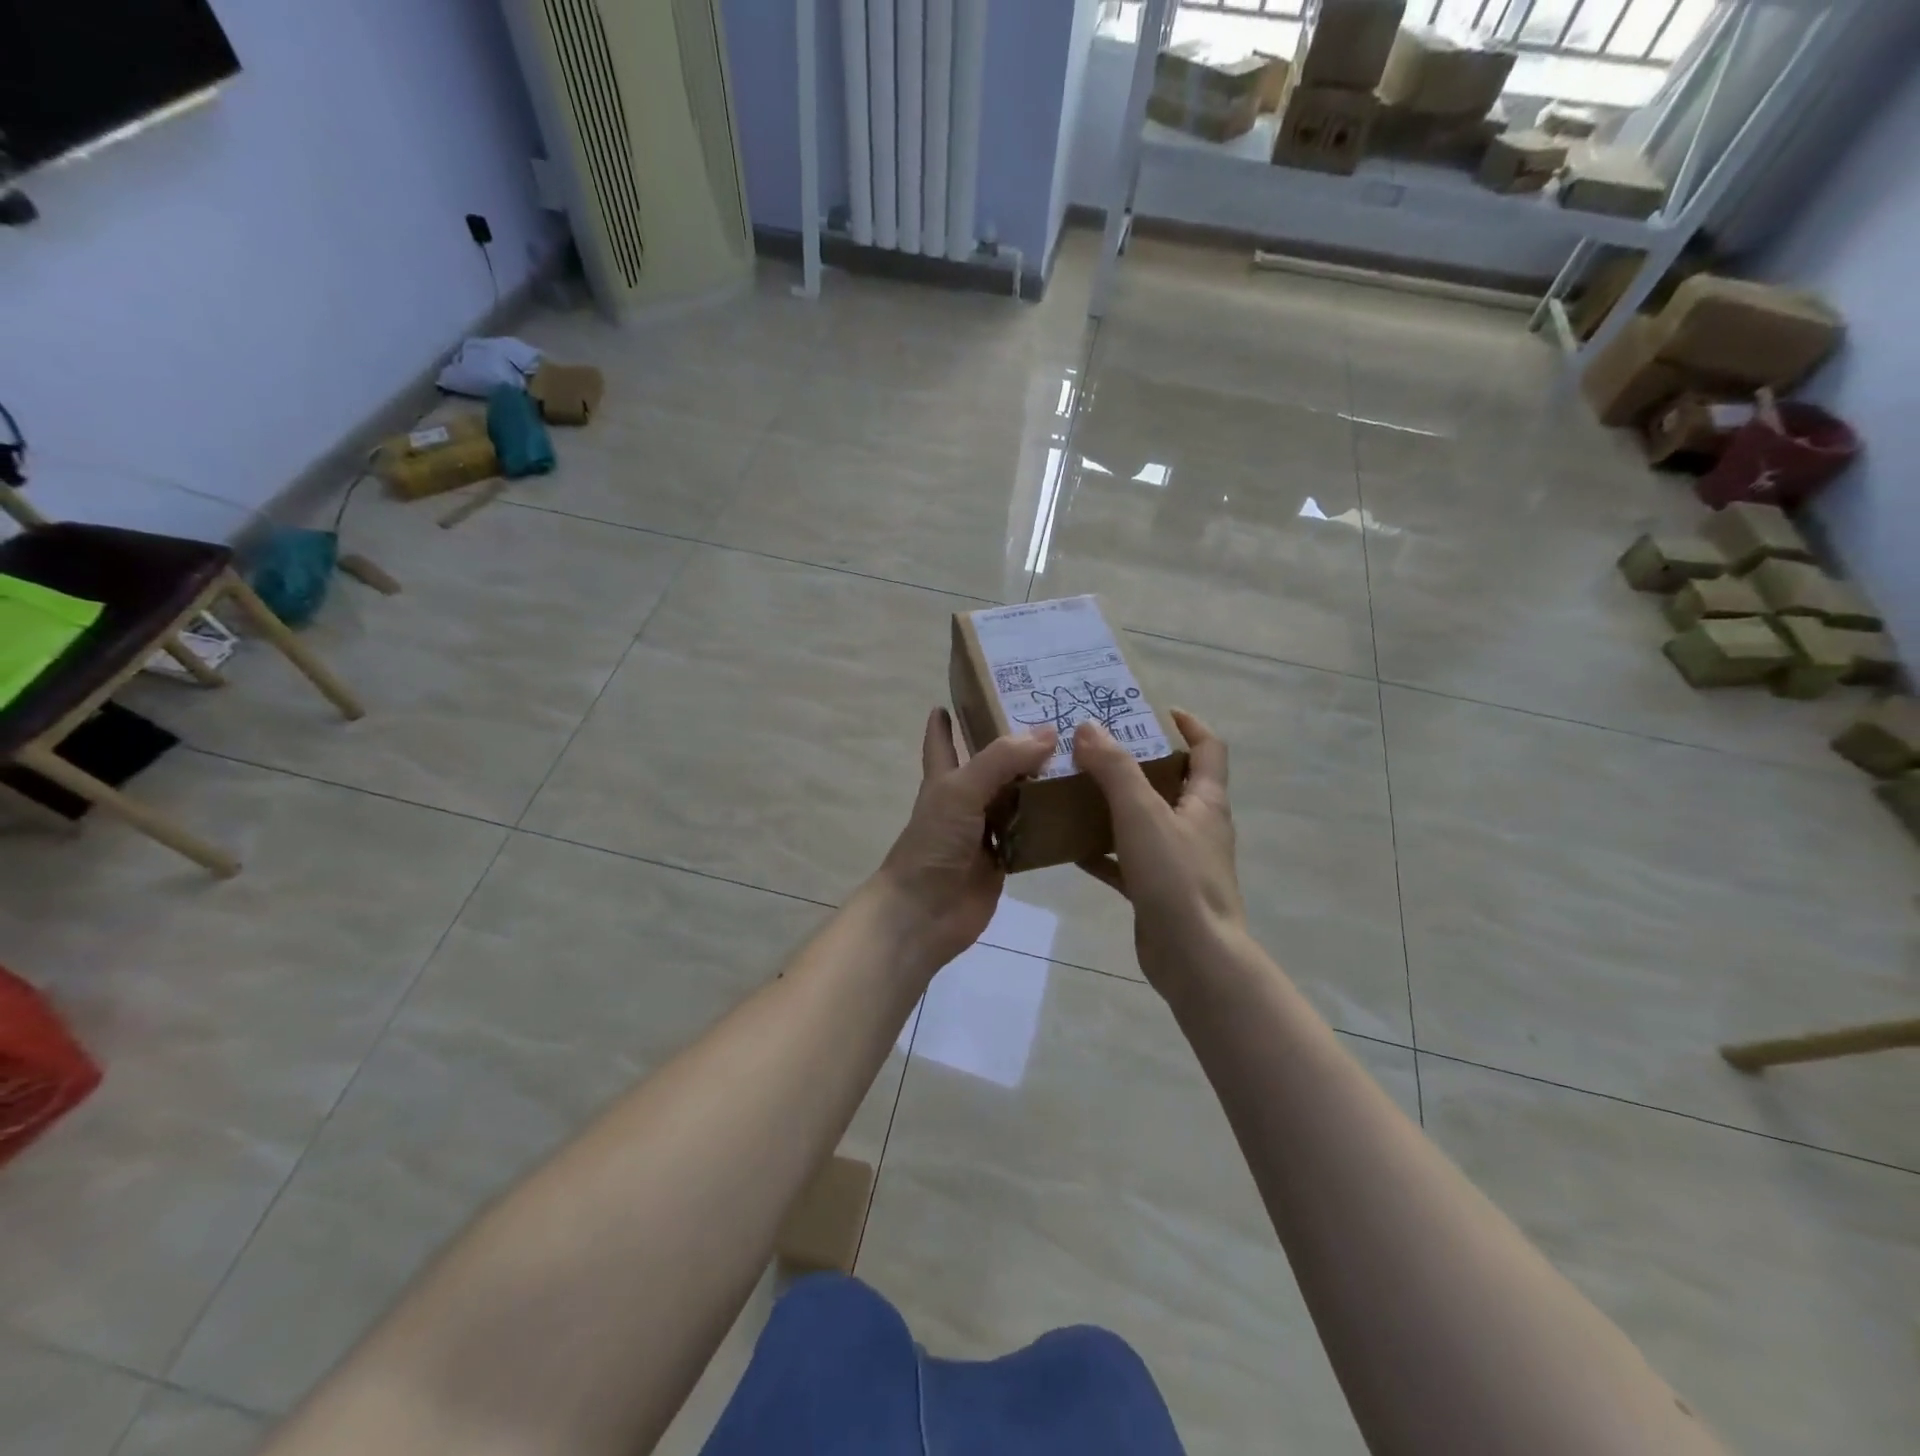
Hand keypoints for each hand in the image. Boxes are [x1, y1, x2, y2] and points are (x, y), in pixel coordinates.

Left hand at [870, 708, 1056, 974]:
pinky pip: (1030, 836)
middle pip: (992, 768)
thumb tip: (1048, 732)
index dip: (945, 722)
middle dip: (1015, 747)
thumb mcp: (961, 791)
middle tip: (1055, 722)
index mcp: (945, 779)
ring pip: (1016, 800)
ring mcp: (985, 833)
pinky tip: (1077, 809)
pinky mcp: (1004, 861)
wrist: (924, 913)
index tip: (958, 698)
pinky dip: (1049, 824)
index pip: (942, 742)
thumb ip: (1001, 759)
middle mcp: (965, 801)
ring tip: (1077, 758)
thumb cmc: (933, 844)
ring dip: (1039, 784)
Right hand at [1072, 710, 1245, 995]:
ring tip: (1075, 789)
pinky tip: (1070, 847)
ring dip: (1115, 805)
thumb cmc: (1176, 877)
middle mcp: (1196, 826)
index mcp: (1206, 801)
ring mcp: (1178, 861)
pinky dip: (1102, 851)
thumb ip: (1115, 768)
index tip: (1152, 710)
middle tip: (1095, 748)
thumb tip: (1088, 727)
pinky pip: (1126, 861)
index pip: (1208, 749)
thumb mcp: (1142, 813)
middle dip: (1136, 762)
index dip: (1188, 724)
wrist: (1194, 959)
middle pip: (1171, 782)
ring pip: (1145, 822)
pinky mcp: (1158, 891)